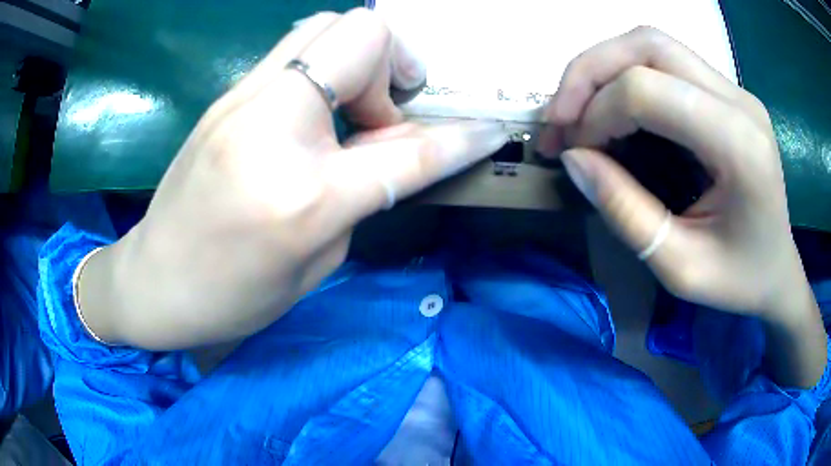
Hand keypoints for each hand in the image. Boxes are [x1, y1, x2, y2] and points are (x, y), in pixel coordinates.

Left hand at [78, 9, 508, 349]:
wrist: (153, 281)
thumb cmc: (231, 297)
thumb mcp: (315, 261)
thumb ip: (362, 194)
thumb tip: (395, 147)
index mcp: (304, 196)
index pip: (410, 150)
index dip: (462, 138)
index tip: (491, 131)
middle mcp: (272, 127)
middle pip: (362, 34)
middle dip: (394, 66)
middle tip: (385, 113)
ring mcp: (241, 101)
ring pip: (325, 27)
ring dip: (358, 59)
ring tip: (352, 108)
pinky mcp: (225, 96)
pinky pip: (292, 52)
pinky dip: (323, 68)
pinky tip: (315, 110)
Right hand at [539, 27, 825, 386]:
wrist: (777, 270)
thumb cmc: (739, 281)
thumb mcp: (680, 269)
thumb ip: (627, 213)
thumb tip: (575, 159)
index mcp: (739, 144)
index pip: (649, 90)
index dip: (597, 113)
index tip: (574, 153)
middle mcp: (738, 100)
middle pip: (646, 45)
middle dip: (588, 73)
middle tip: (560, 118)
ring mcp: (733, 90)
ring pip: (651, 43)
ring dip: (603, 68)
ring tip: (579, 111)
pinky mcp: (725, 93)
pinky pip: (665, 62)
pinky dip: (625, 76)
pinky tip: (614, 110)